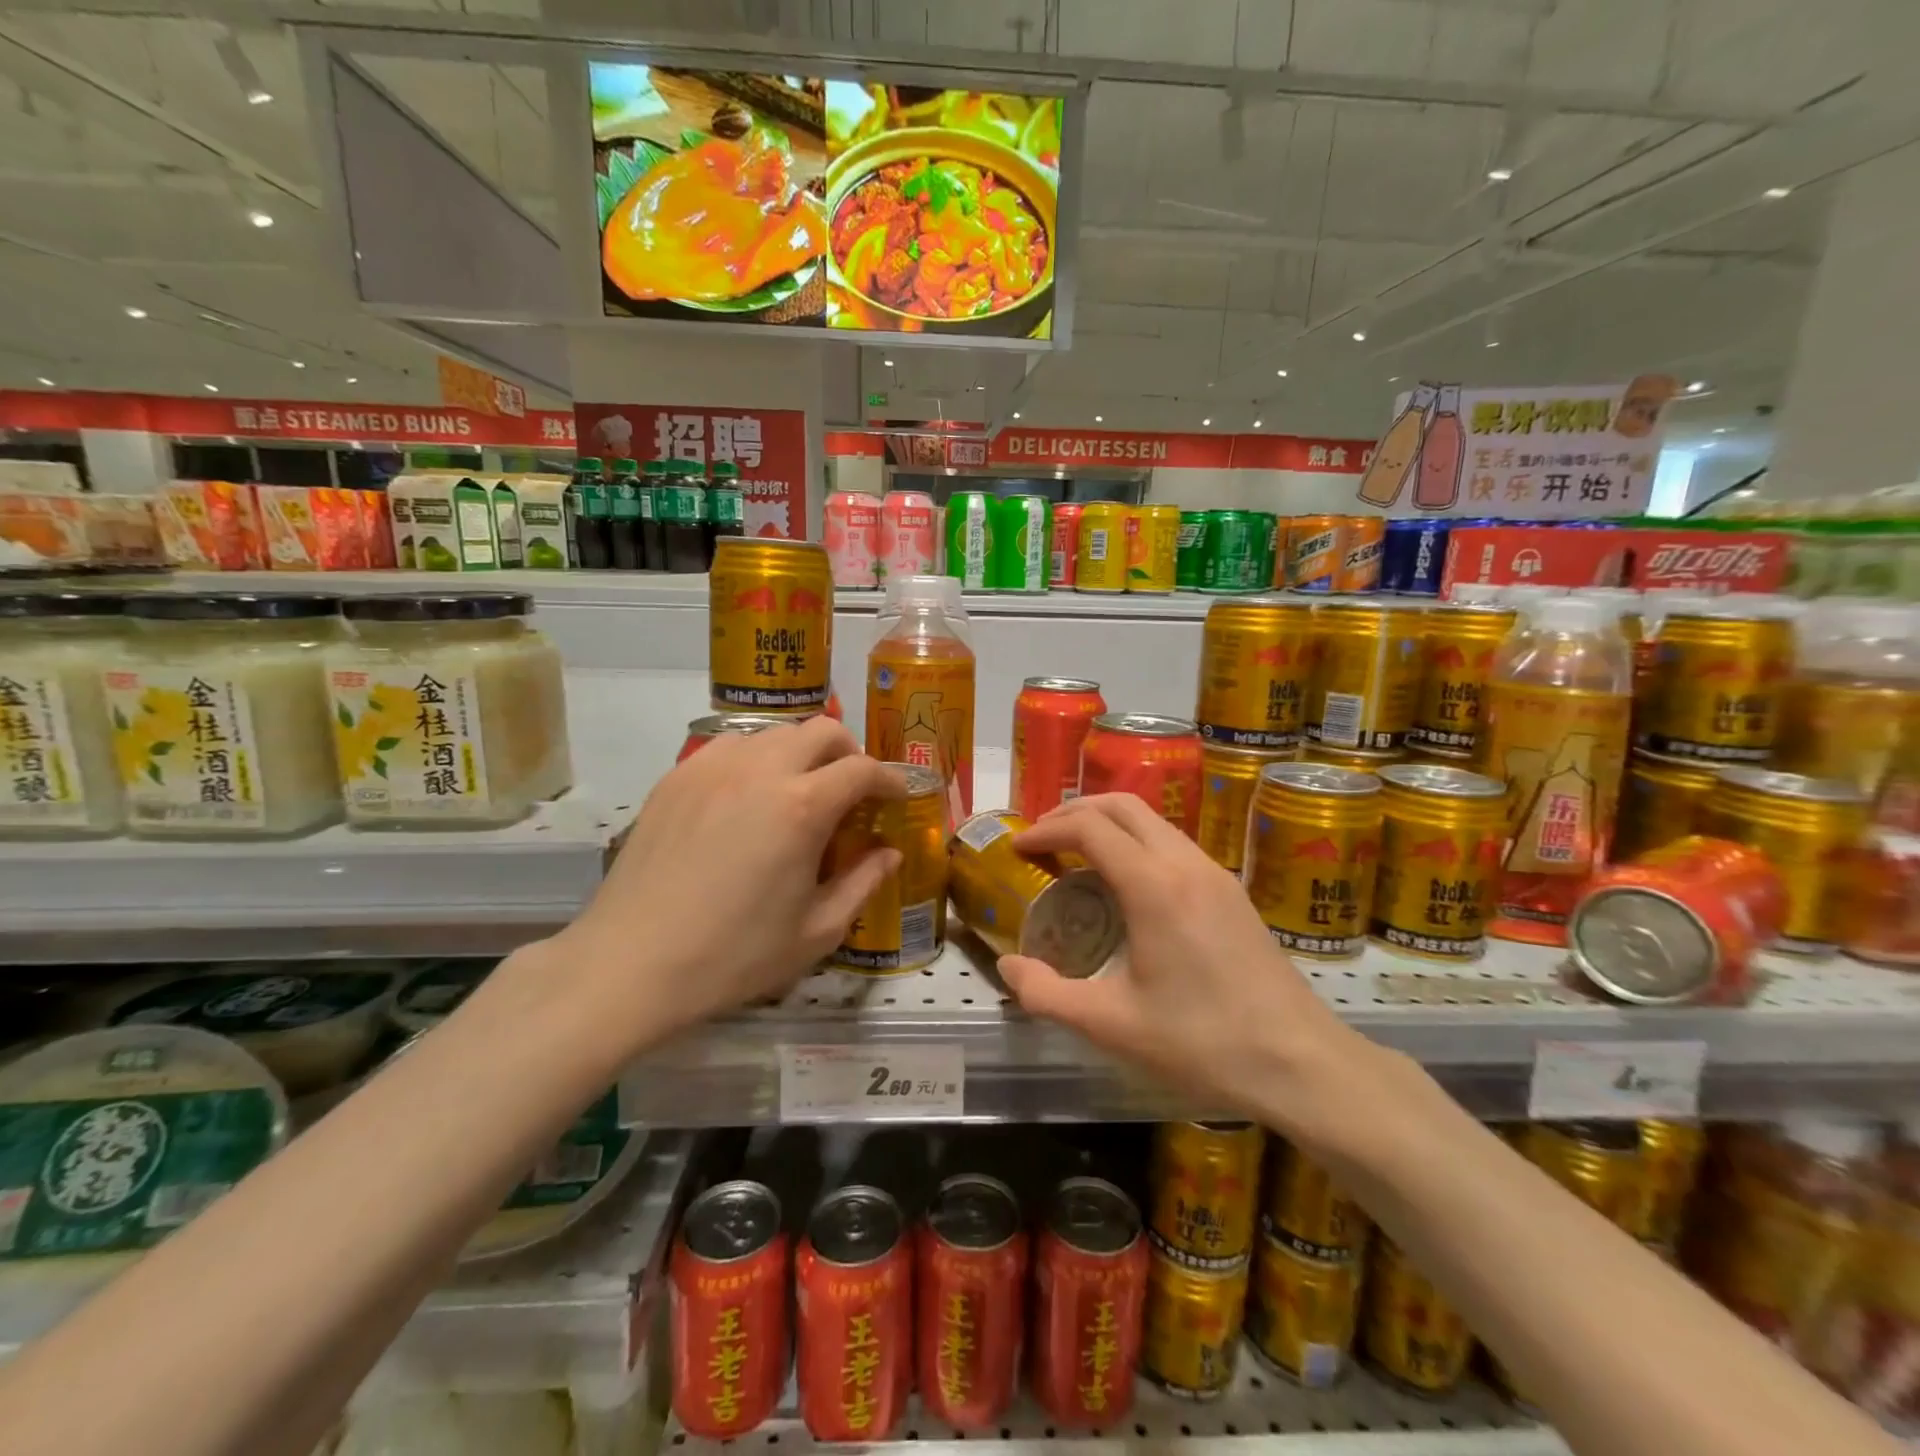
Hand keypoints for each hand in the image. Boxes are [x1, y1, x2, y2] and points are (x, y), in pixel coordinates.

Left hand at [547, 718, 905, 1048]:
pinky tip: (747, 798)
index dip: (890, 778)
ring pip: (773, 733)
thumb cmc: (734, 955)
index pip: (862, 768)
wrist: (631, 964)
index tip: (898, 795)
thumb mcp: (816, 931)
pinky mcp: (676, 777)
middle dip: (849, 752)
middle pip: (820, 731)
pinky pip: (729, 746)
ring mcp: (711, 767)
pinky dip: (755, 759)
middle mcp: (760, 770)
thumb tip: (890, 853)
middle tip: (853, 789)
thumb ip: (863, 883)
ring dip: (800, 753)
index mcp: (802, 806)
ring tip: (799, 791)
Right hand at [997, 794, 1380, 1144]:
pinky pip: (1174, 843)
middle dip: (1076, 811)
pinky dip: (1137, 841)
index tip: (1019, 846)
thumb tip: (1007, 968)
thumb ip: (1048, 995)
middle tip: (1043, 837)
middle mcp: (1185, 864)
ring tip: (1077, 855)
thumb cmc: (1202, 1042)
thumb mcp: (1112, 1025)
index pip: (1090, 827)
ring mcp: (1215, 873)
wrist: (1301, 1062)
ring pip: (1153, 820)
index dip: (1047, 828)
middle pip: (1123, 805)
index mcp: (1153, 886)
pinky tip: (1127, 884)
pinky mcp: (1232, 890)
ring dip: (1109, 823)